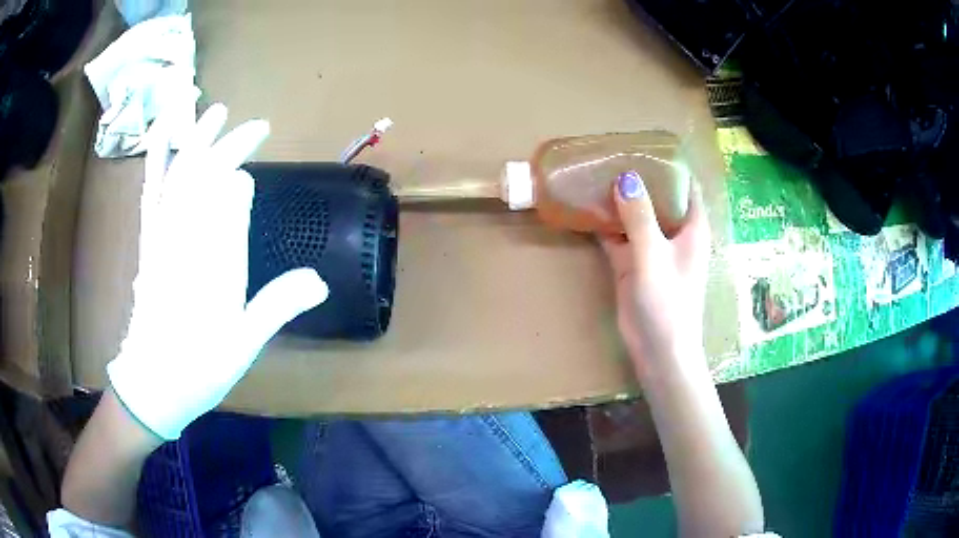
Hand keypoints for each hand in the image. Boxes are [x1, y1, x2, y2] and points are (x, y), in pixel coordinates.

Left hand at [107, 104, 328, 439]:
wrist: (151, 384)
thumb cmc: (198, 368)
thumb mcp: (244, 345)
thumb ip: (277, 307)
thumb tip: (321, 281)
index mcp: (213, 263)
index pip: (228, 203)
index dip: (241, 179)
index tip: (256, 164)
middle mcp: (185, 241)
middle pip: (205, 179)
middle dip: (227, 147)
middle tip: (254, 125)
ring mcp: (161, 237)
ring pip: (176, 176)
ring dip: (192, 139)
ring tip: (208, 108)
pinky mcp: (148, 241)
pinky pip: (150, 192)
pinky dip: (155, 160)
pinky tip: (160, 136)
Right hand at [599, 171, 710, 377]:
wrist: (658, 351)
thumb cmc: (667, 303)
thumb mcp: (653, 255)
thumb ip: (639, 216)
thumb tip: (626, 177)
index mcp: (691, 227)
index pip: (687, 186)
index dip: (671, 166)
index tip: (646, 147)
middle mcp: (673, 233)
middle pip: (658, 196)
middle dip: (638, 177)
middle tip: (611, 155)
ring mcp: (652, 248)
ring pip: (635, 215)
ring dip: (618, 199)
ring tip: (594, 174)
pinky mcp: (632, 264)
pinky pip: (618, 236)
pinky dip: (604, 223)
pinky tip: (584, 208)